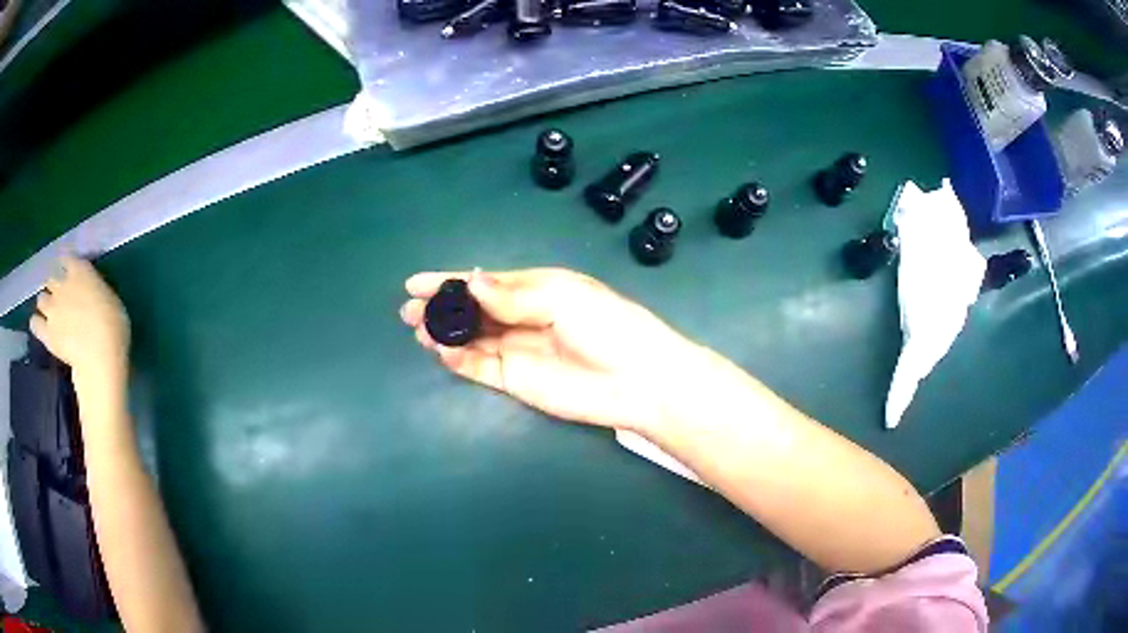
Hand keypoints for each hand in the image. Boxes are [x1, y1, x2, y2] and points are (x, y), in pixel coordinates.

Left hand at [31, 257, 129, 387]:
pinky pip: (35, 324)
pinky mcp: (46, 333)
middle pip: (50, 278)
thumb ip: (95, 293)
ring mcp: (52, 309)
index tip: (67, 270)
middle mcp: (62, 284)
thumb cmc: (114, 328)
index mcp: (80, 271)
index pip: (67, 258)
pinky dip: (36, 324)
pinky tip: (40, 328)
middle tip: (58, 298)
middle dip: (52, 287)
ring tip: (49, 315)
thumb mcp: (110, 301)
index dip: (66, 264)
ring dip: (44, 304)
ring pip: (40, 299)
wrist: (100, 358)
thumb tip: (90, 296)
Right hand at [401, 268, 704, 430]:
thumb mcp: (562, 297)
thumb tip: (470, 281)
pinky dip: (459, 359)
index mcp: (537, 289)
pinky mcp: (516, 381)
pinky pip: (480, 367)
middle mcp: (522, 317)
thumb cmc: (608, 327)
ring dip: (444, 333)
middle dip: (440, 307)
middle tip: (408, 309)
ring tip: (418, 329)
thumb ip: (513, 294)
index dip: (450, 280)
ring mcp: (517, 350)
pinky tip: (441, 352)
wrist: (637, 381)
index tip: (416, 282)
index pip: (485, 282)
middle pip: (472, 310)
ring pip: (471, 338)